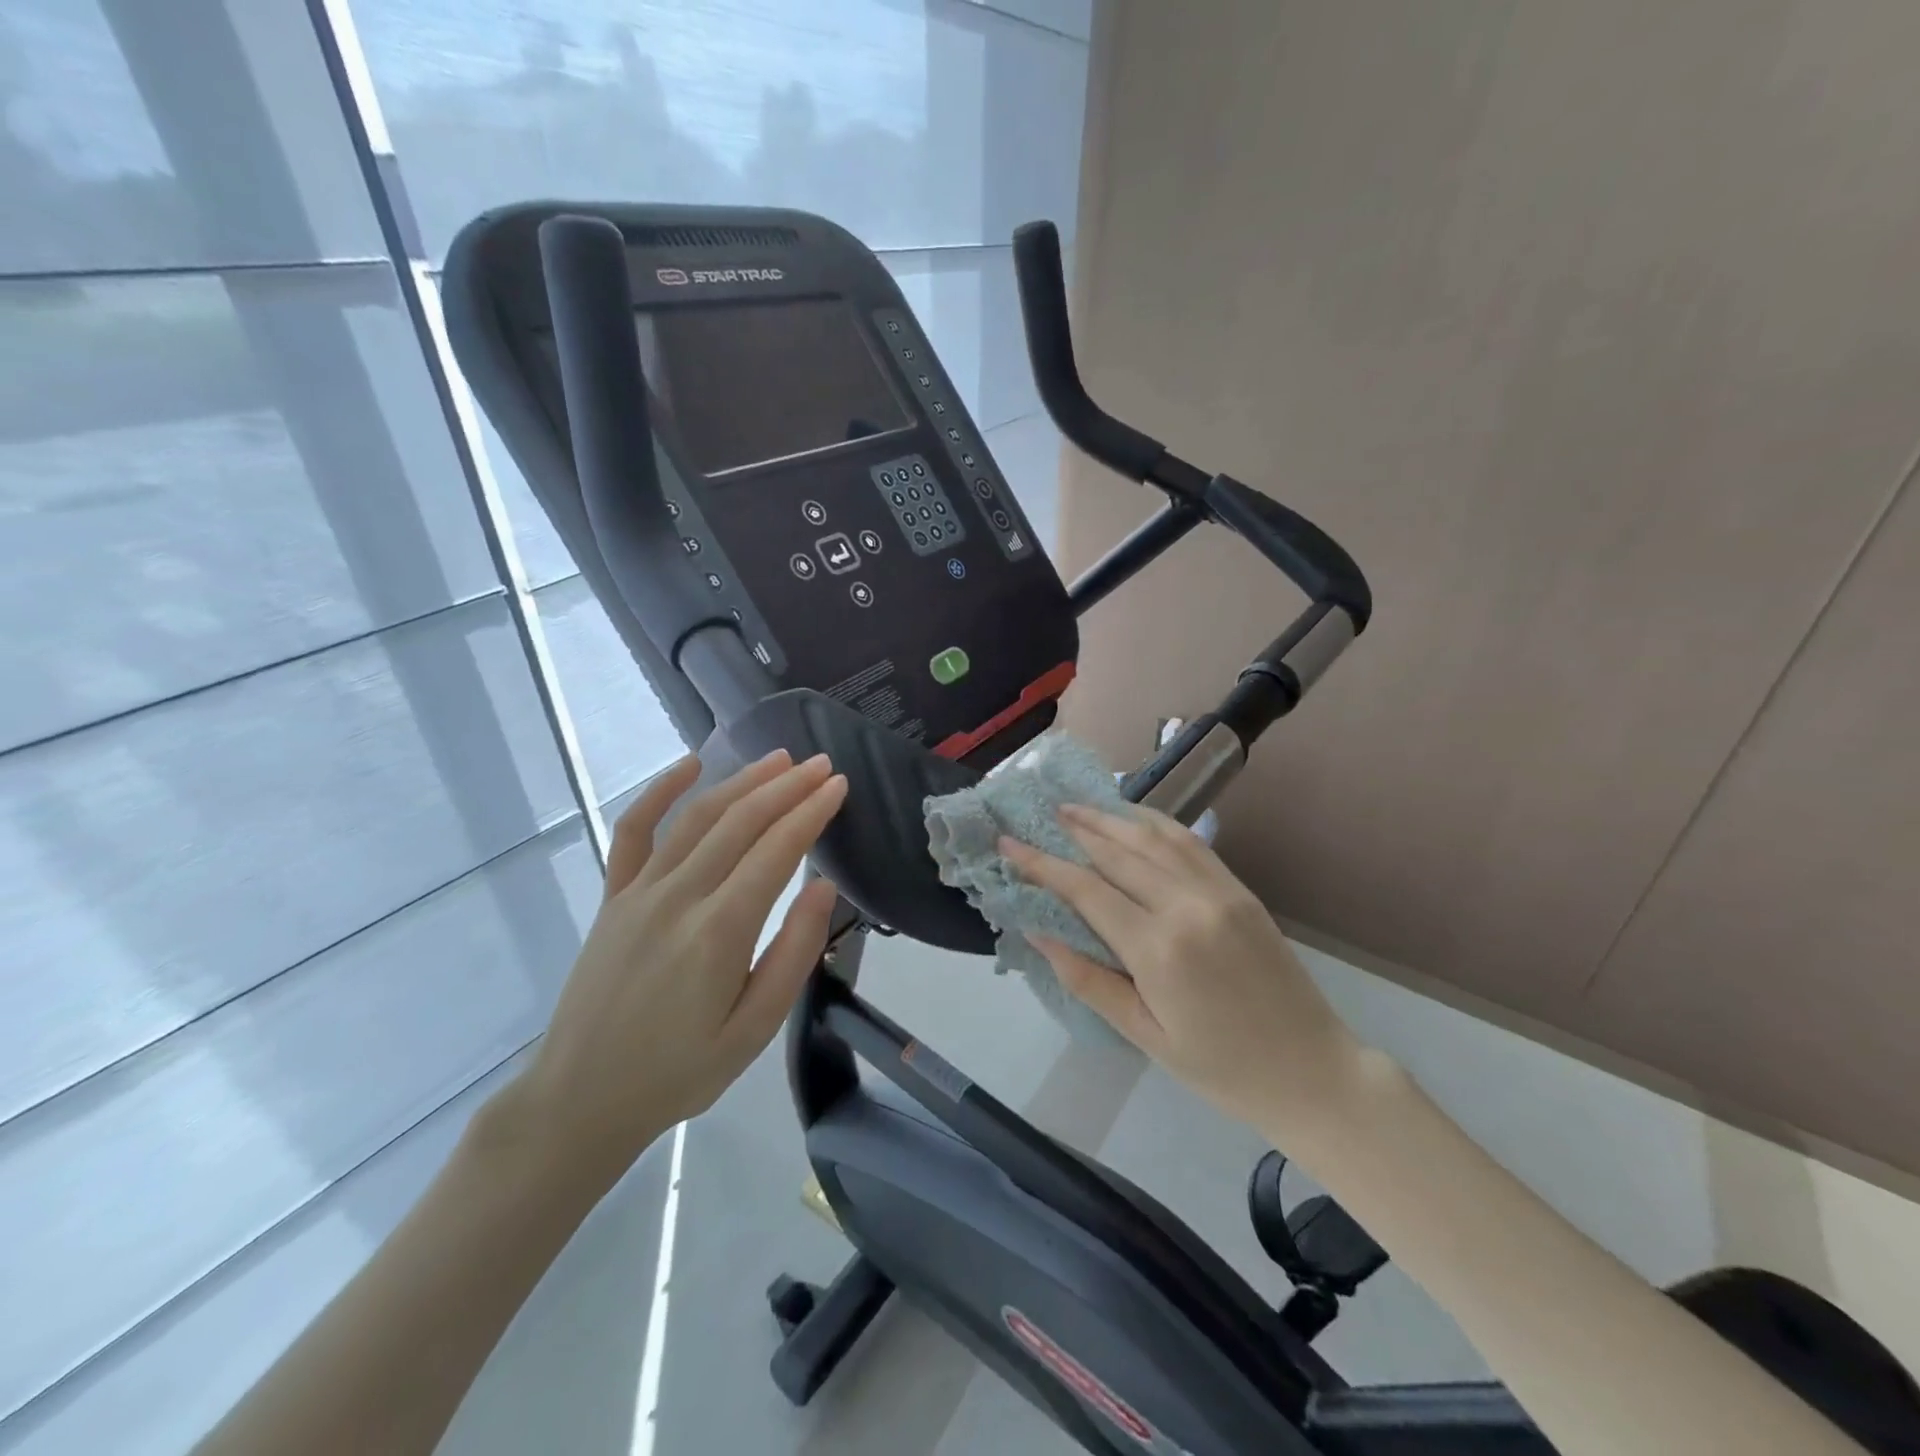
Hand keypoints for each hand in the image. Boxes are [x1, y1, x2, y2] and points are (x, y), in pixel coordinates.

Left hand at [500, 750, 846, 1184]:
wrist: (581, 1099)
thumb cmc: (680, 1071)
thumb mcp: (755, 1029)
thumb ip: (794, 954)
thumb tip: (824, 887)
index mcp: (719, 932)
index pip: (776, 851)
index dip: (811, 812)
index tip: (839, 785)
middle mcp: (678, 897)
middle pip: (741, 822)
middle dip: (787, 787)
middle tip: (822, 764)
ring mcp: (638, 892)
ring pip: (697, 817)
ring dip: (741, 781)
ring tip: (779, 760)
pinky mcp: (612, 897)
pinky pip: (634, 831)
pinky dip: (660, 791)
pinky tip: (688, 765)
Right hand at [1002, 805, 1363, 1133]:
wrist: (1314, 1072)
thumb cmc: (1221, 1068)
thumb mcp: (1144, 1036)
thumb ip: (1088, 980)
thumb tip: (1038, 931)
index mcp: (1158, 948)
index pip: (1085, 889)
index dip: (1041, 863)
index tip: (1008, 842)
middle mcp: (1186, 905)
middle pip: (1116, 851)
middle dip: (1072, 829)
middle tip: (1039, 812)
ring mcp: (1218, 891)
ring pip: (1152, 837)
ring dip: (1110, 817)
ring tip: (1076, 806)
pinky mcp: (1240, 889)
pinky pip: (1189, 842)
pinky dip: (1155, 822)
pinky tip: (1134, 817)